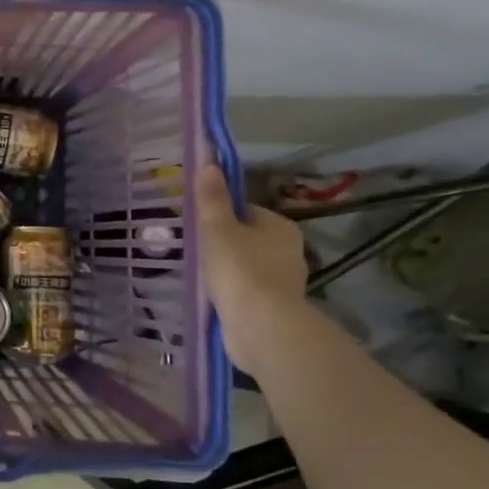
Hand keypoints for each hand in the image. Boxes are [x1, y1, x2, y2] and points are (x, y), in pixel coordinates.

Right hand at [193, 164, 307, 374]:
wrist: (261, 326)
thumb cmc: (239, 269)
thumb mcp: (217, 227)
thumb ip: (212, 197)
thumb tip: (210, 163)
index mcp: (280, 226)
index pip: (246, 211)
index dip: (222, 217)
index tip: (201, 228)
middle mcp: (291, 250)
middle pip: (250, 239)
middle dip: (226, 245)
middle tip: (198, 253)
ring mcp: (287, 282)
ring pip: (251, 266)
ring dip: (231, 271)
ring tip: (204, 278)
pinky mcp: (279, 308)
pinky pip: (251, 291)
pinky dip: (236, 293)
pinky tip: (217, 299)